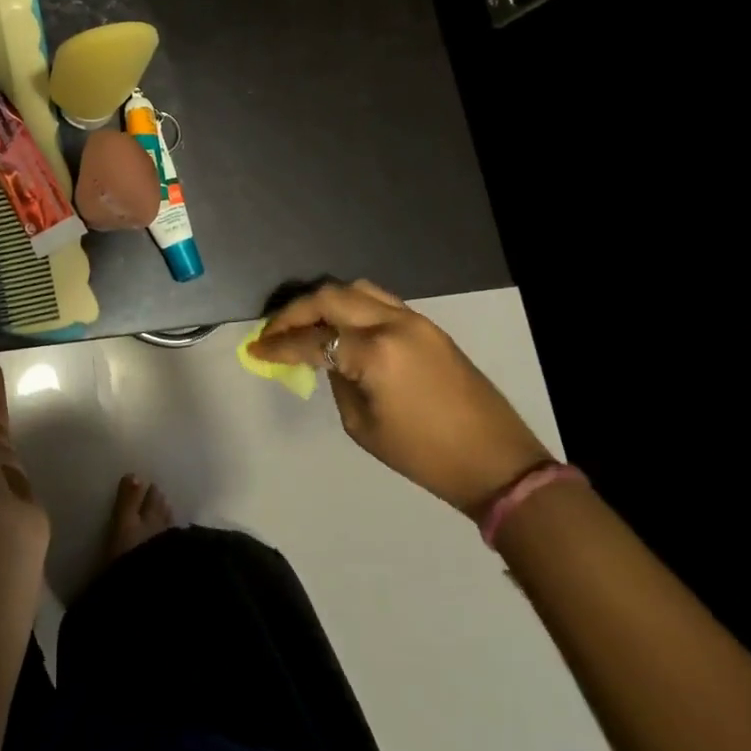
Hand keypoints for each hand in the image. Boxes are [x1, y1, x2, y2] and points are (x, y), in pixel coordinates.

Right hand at [249, 280, 550, 514]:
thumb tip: (327, 358)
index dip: (279, 344)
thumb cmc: (424, 456)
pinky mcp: (429, 326)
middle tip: (273, 330)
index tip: (254, 349)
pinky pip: (379, 301)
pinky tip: (339, 325)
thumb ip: (338, 381)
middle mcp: (393, 324)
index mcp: (375, 354)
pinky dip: (351, 306)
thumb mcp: (363, 426)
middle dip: (294, 312)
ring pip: (356, 289)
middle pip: (330, 297)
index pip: (313, 339)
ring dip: (324, 301)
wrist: (496, 461)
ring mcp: (415, 320)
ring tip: (304, 322)